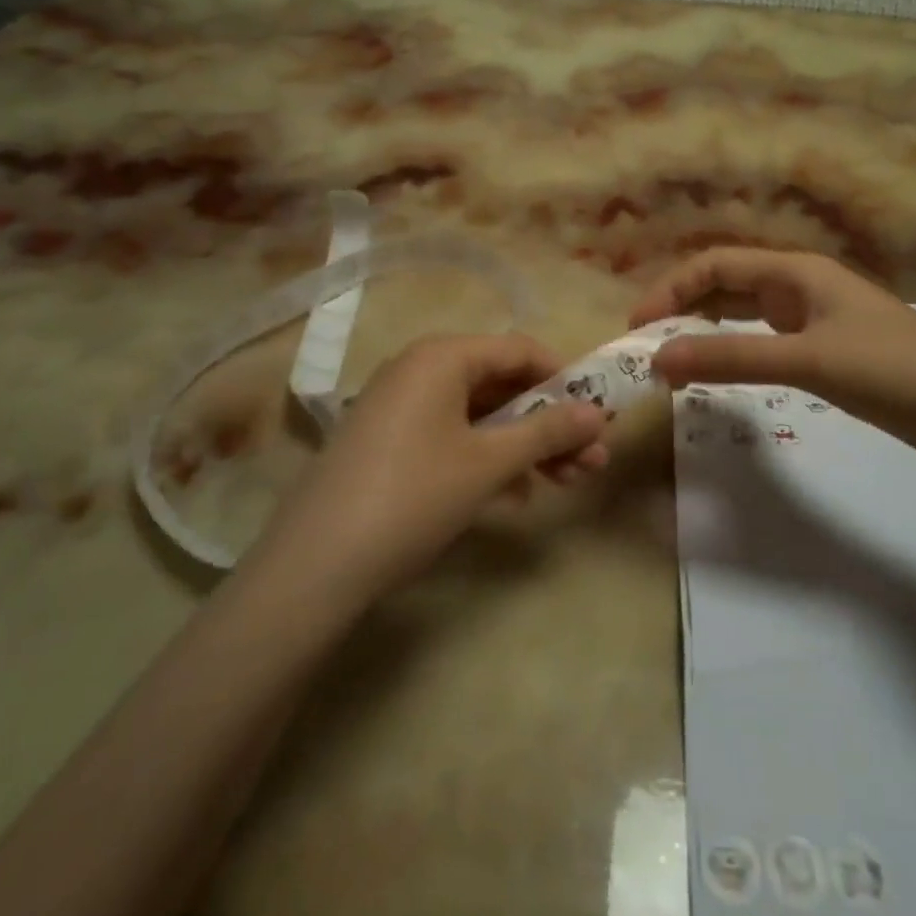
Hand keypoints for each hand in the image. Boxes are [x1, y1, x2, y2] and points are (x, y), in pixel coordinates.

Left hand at [250, 334, 608, 609]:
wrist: (315, 565)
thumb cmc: (413, 496)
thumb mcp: (488, 463)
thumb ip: (547, 432)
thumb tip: (598, 413)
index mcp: (442, 357)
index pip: (520, 350)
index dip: (566, 379)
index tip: (600, 414)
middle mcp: (419, 369)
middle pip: (502, 384)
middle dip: (551, 422)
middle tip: (593, 461)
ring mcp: (400, 407)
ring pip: (480, 415)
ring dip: (525, 445)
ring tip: (567, 483)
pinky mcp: (389, 442)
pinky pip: (452, 436)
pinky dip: (488, 459)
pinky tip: (516, 496)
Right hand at [629, 248, 915, 466]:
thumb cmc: (894, 370)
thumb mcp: (807, 361)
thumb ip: (732, 358)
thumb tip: (658, 359)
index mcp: (797, 272)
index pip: (716, 264)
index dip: (672, 289)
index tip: (638, 327)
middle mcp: (801, 287)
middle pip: (727, 285)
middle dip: (684, 309)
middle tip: (648, 347)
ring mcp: (815, 320)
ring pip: (744, 315)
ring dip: (707, 331)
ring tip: (673, 360)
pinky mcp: (826, 352)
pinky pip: (764, 343)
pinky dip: (735, 353)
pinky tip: (720, 373)